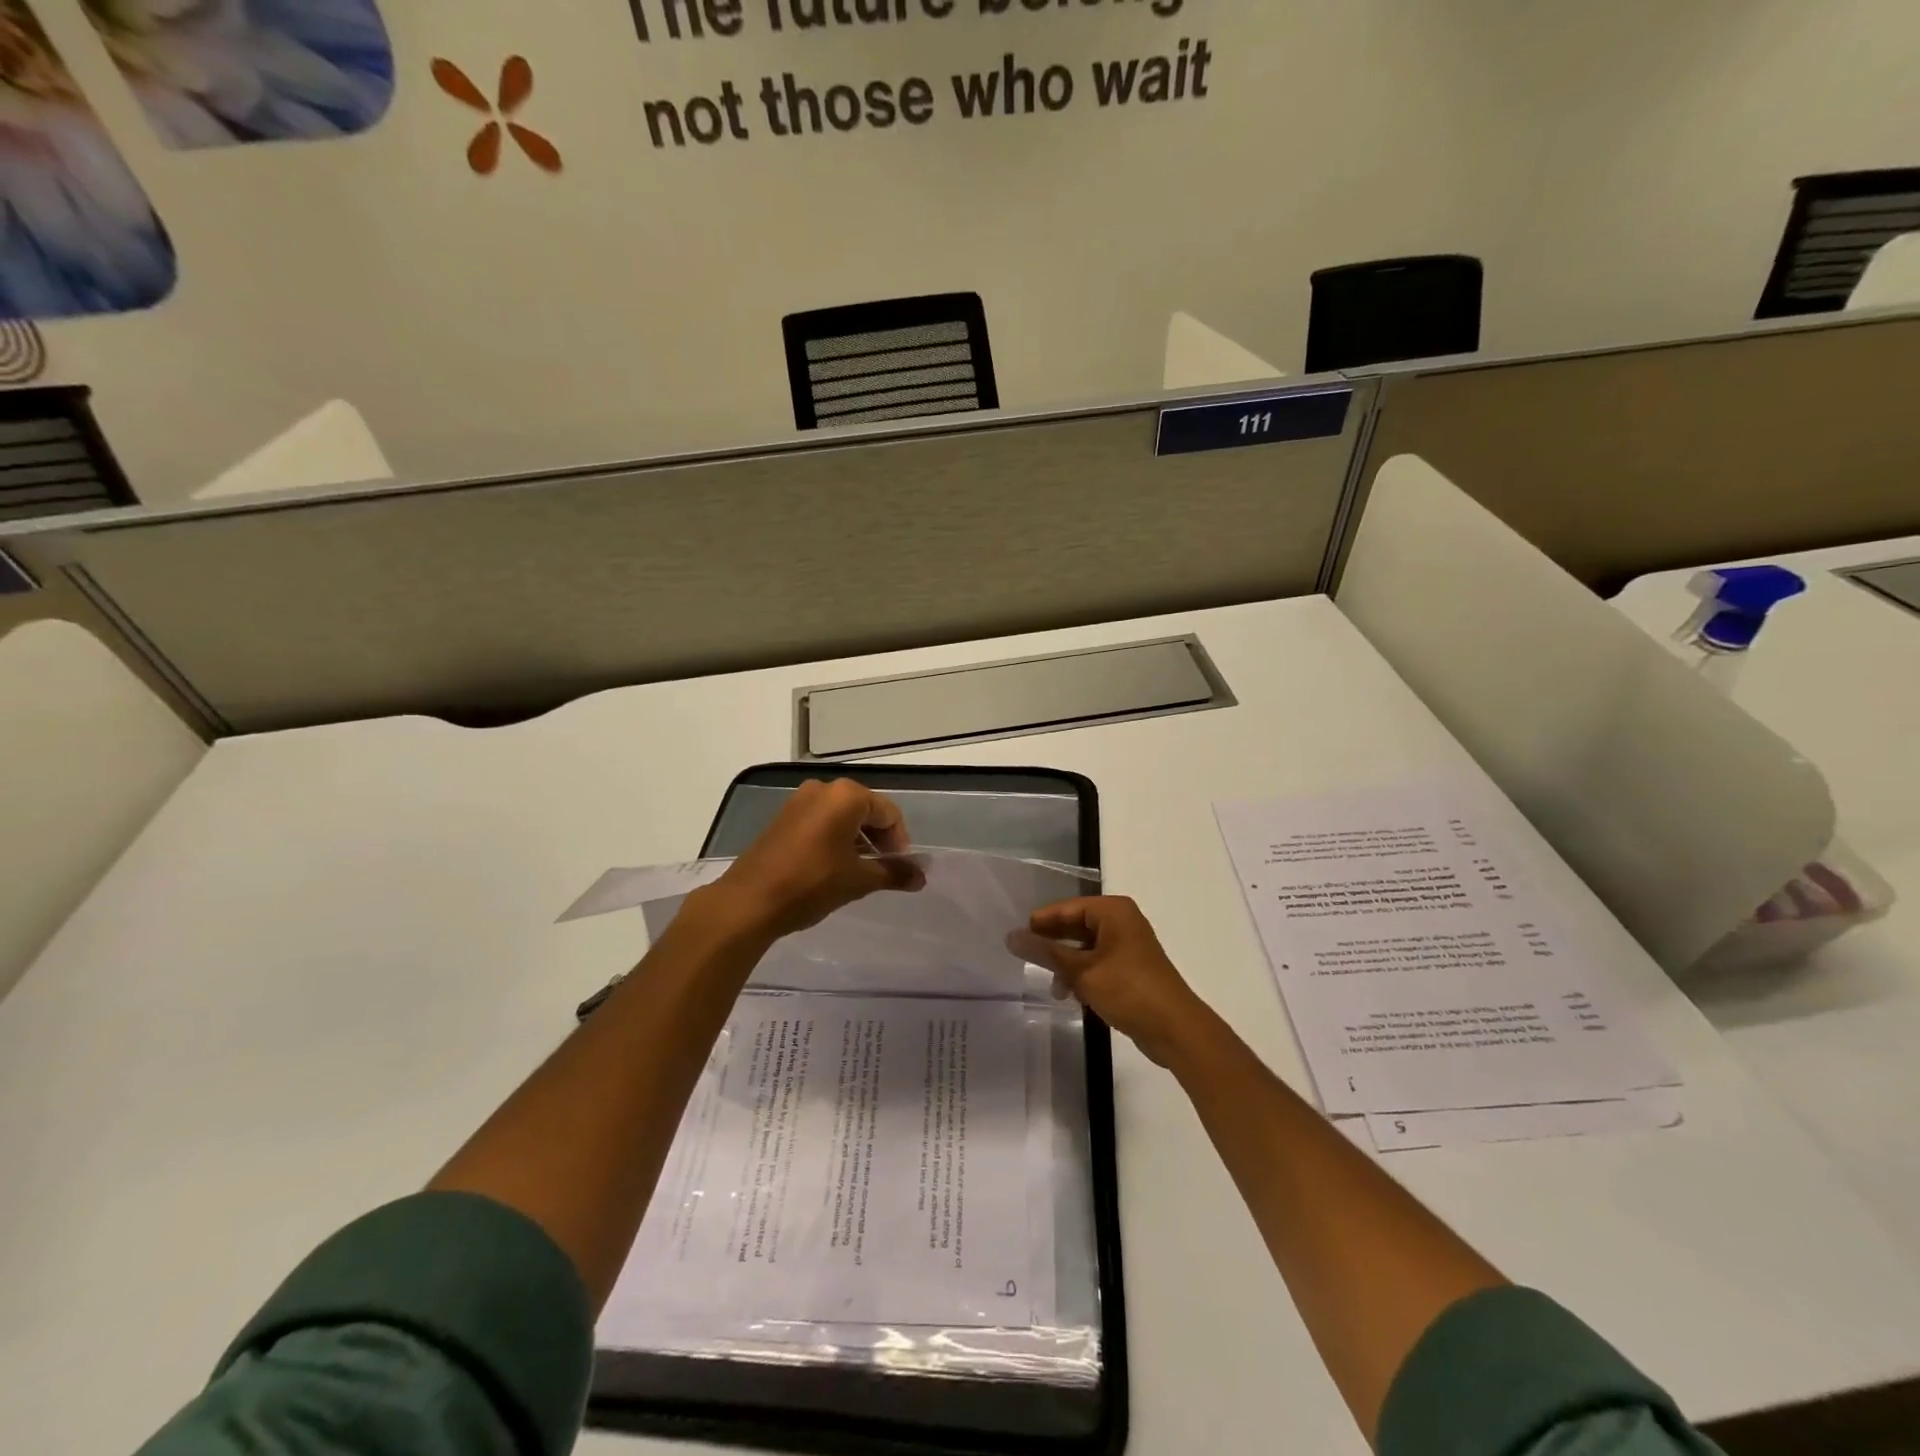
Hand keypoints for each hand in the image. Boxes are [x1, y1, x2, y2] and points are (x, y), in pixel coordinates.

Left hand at [704, 778, 921, 940]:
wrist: (749, 902)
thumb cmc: (812, 883)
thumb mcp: (859, 880)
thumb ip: (894, 873)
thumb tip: (921, 876)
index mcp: (846, 796)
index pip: (888, 813)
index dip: (899, 841)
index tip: (899, 868)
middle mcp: (823, 789)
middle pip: (865, 810)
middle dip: (879, 839)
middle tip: (882, 869)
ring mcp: (799, 801)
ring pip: (842, 816)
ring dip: (857, 840)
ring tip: (859, 871)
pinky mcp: (783, 817)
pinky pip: (820, 821)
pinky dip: (834, 839)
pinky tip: (833, 867)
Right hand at [1020, 897, 1214, 1067]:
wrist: (1175, 1029)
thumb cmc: (1129, 990)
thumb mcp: (1082, 971)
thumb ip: (1046, 953)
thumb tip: (1011, 936)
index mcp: (1113, 911)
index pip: (1067, 908)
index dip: (1040, 922)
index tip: (1015, 937)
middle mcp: (1122, 921)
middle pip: (1075, 926)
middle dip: (1053, 945)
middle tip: (1025, 959)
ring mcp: (1128, 945)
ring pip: (1085, 947)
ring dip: (1067, 965)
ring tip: (1054, 987)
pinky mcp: (1131, 969)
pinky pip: (1097, 963)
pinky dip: (1082, 975)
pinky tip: (1072, 995)